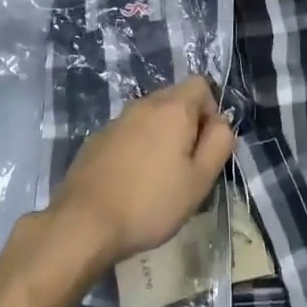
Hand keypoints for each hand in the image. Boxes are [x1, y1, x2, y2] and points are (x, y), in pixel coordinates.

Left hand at [50, 76, 235, 265]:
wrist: (85, 221)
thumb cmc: (151, 202)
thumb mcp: (199, 180)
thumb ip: (219, 144)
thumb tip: (221, 123)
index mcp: (172, 108)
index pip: (201, 84)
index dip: (212, 111)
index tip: (206, 146)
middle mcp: (144, 104)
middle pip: (176, 98)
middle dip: (187, 125)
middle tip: (187, 167)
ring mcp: (117, 119)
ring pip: (151, 116)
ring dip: (162, 137)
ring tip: (160, 177)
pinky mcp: (98, 138)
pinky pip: (129, 132)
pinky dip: (138, 147)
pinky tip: (133, 181)